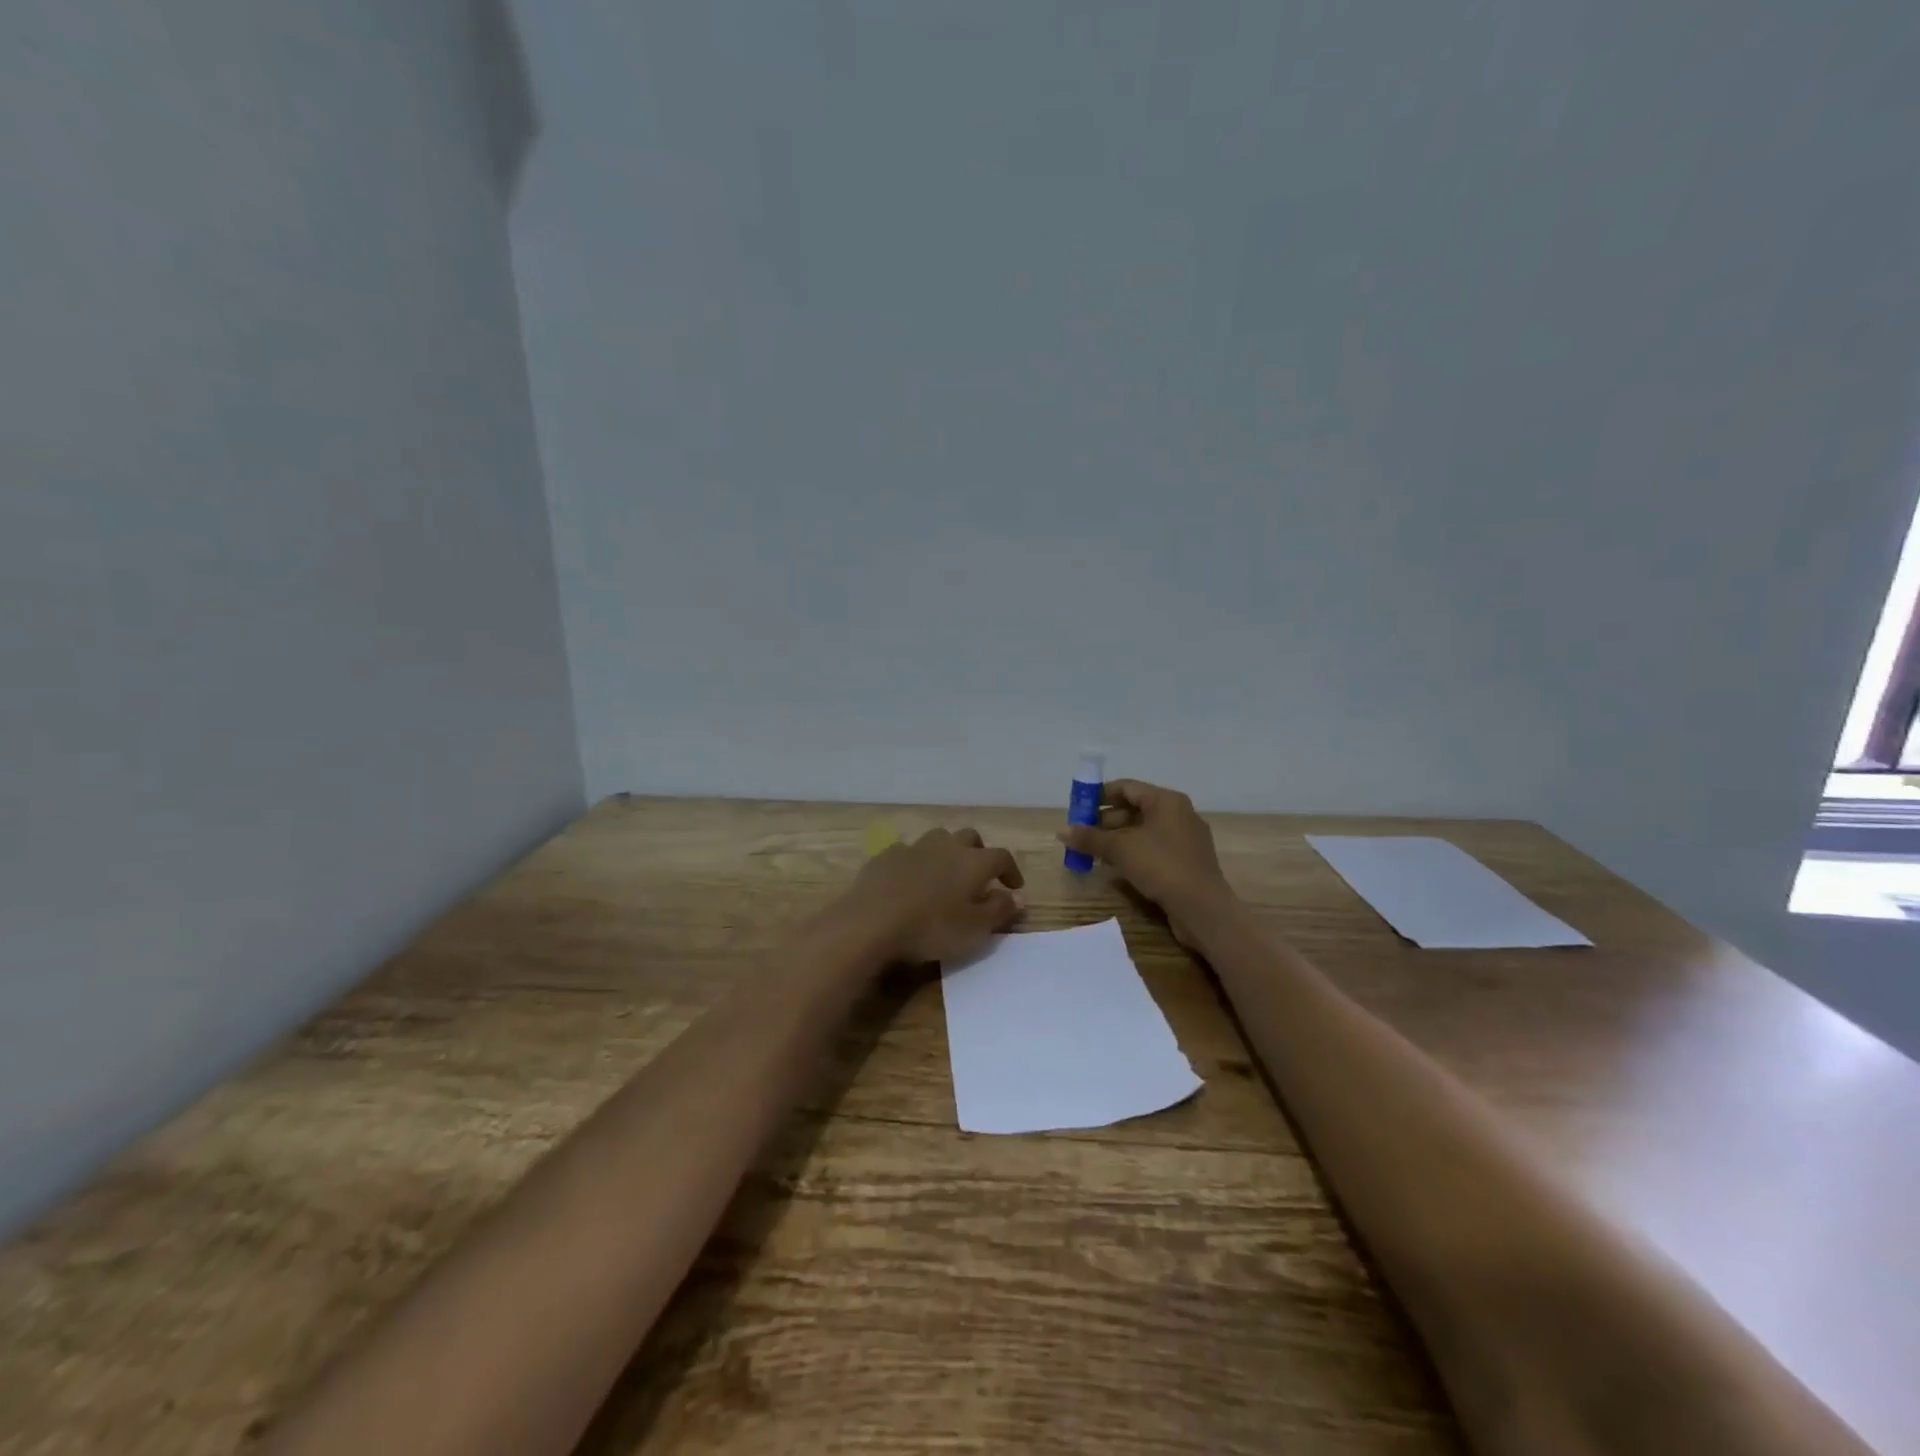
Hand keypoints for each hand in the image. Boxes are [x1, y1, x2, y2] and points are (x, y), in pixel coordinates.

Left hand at [838, 827, 1025, 964]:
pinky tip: (910, 880)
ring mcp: (914, 847)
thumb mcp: (975, 929)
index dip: (1011, 871)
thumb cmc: (931, 928)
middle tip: (980, 875)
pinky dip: (916, 862)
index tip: (1014, 888)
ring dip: (947, 852)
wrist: (871, 922)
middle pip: (970, 838)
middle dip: (979, 853)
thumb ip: (1000, 910)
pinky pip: (908, 851)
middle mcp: (946, 846)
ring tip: (945, 874)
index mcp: (973, 862)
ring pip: (938, 839)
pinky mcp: (886, 856)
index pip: (1002, 857)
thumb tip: (1018, 896)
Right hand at [1056, 780, 1232, 943]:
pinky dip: (1134, 851)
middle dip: (1106, 820)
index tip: (1077, 808)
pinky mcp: (1187, 860)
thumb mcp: (1120, 849)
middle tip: (1082, 834)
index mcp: (1166, 800)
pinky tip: (1116, 866)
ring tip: (1093, 852)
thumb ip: (1089, 838)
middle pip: (1135, 808)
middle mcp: (1179, 812)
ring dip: (1117, 838)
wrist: (1202, 908)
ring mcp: (1186, 837)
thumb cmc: (1161, 866)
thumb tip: (1061, 831)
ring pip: (1144, 829)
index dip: (1099, 796)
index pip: (1126, 788)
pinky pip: (1154, 846)